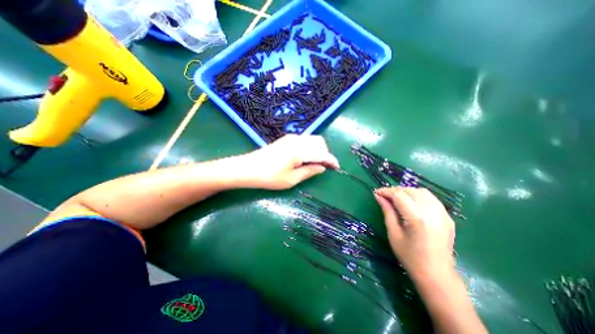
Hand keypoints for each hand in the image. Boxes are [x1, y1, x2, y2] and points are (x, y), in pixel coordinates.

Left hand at [238, 134, 338, 188]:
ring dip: (317, 149)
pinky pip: (303, 140)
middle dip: (325, 152)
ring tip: (314, 163)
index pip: (322, 153)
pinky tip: (304, 158)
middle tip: (323, 166)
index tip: (337, 167)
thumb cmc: (270, 177)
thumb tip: (322, 167)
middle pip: (319, 142)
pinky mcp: (285, 140)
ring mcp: (290, 138)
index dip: (331, 160)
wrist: (248, 168)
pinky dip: (309, 148)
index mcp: (300, 151)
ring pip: (311, 140)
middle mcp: (297, 140)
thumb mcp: (292, 179)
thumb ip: (309, 171)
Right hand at [376, 187, 456, 280]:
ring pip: (422, 191)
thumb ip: (387, 211)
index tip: (376, 192)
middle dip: (395, 190)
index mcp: (417, 218)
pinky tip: (411, 203)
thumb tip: (378, 196)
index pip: (399, 195)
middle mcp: (432, 212)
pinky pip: (431, 198)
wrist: (437, 275)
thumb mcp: (393, 233)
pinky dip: (418, 196)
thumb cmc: (410, 256)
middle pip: (410, 191)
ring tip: (397, 198)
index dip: (386, 191)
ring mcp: (443, 214)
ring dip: (407, 191)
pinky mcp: (447, 217)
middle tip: (385, 197)